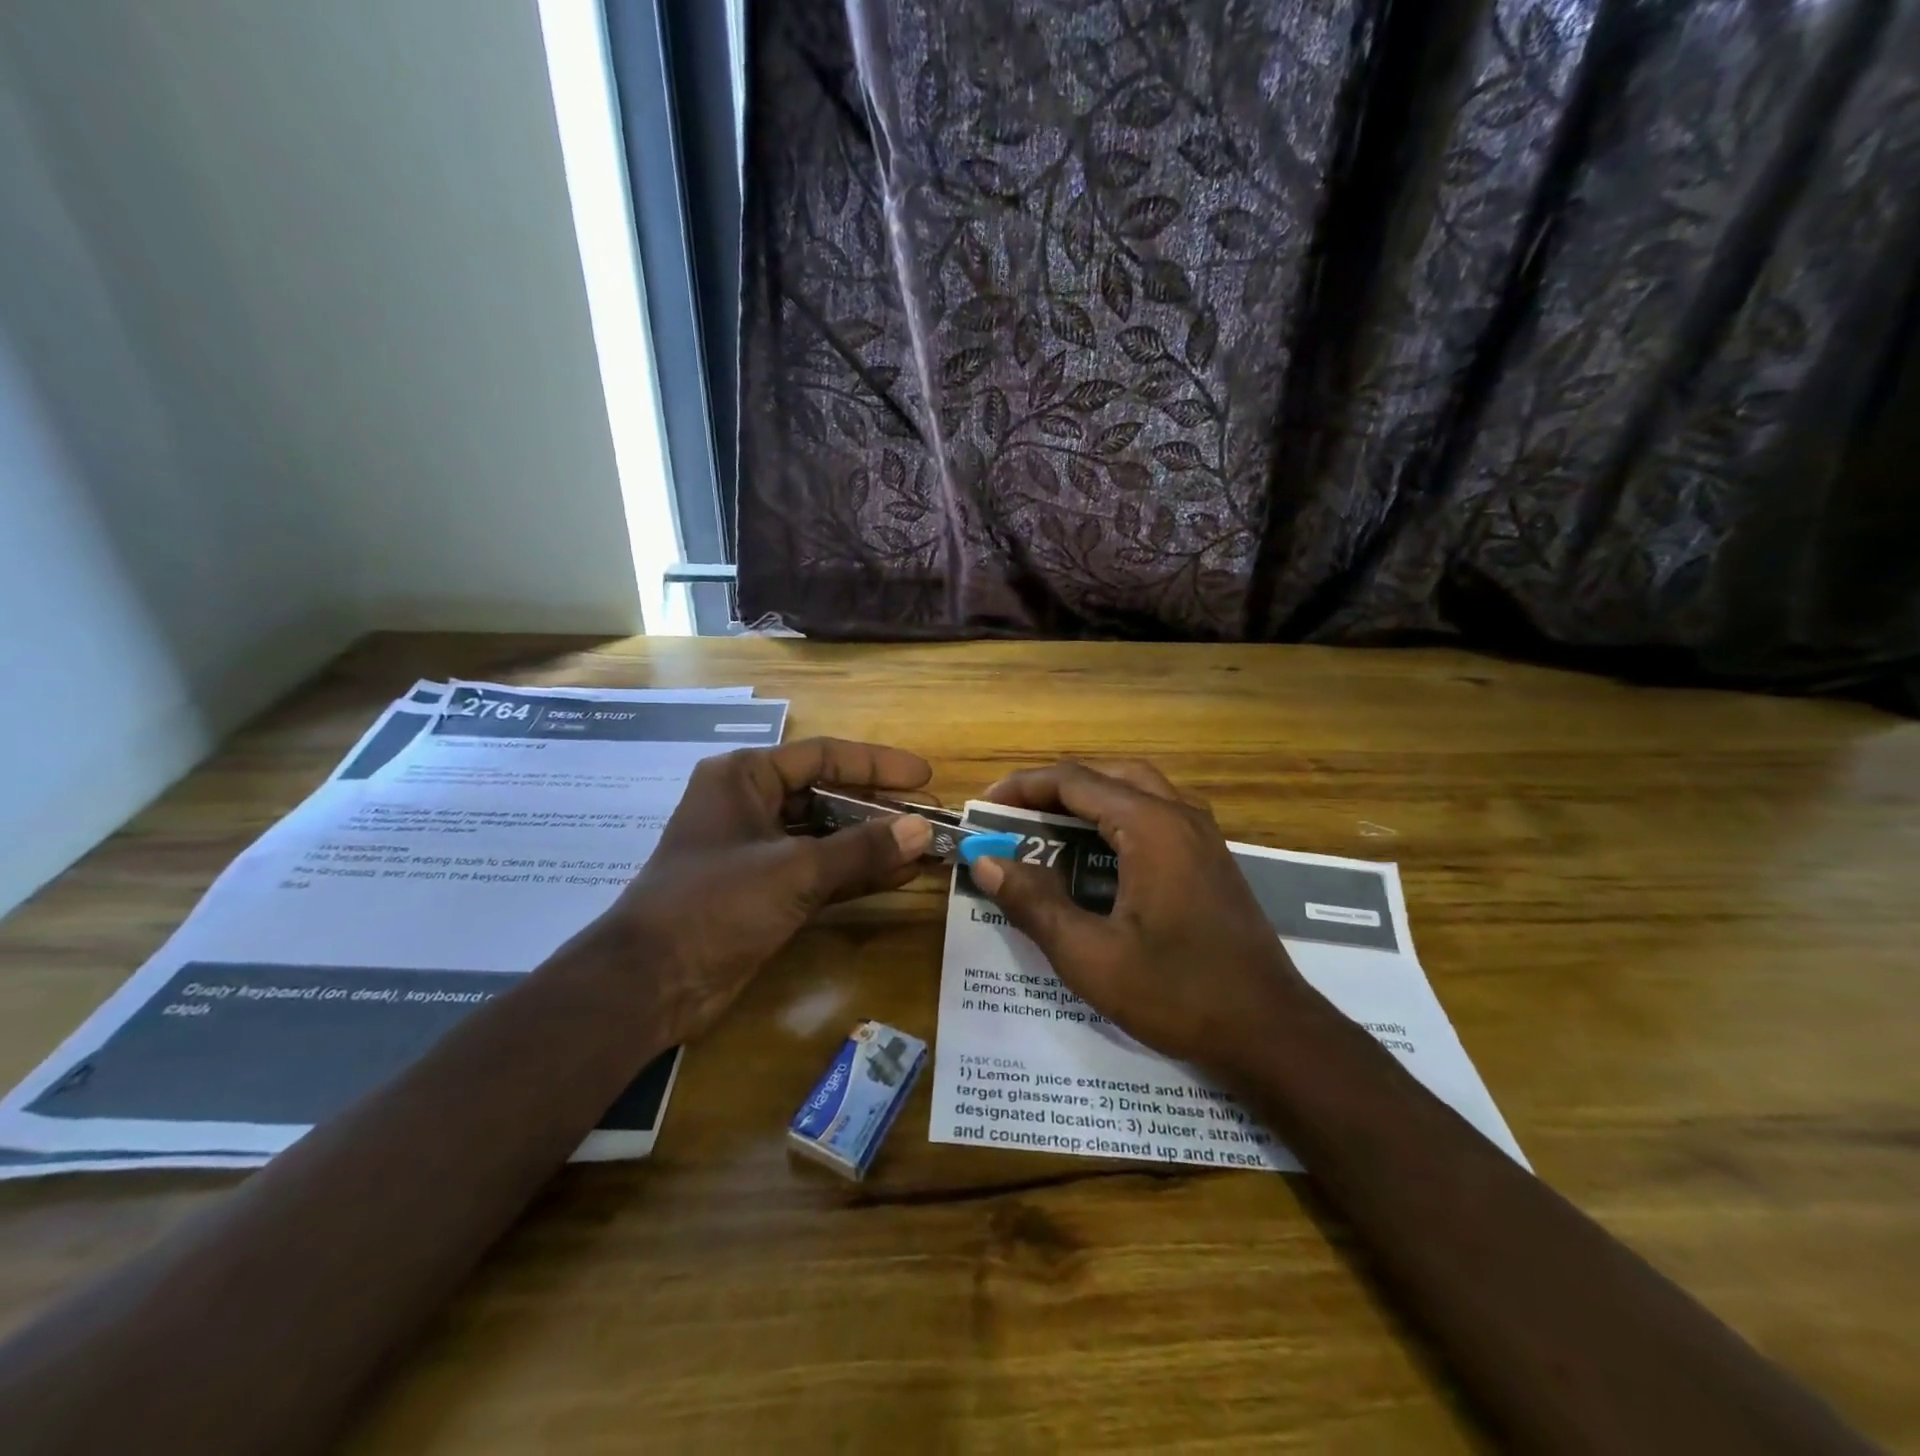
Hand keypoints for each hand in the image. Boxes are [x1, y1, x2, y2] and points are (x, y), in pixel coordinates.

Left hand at [604, 738, 933, 1043]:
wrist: (650, 983)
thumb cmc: (716, 903)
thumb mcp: (795, 870)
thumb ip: (862, 848)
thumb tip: (922, 830)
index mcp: (745, 777)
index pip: (823, 756)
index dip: (876, 764)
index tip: (922, 776)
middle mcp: (750, 804)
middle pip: (827, 795)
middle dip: (878, 809)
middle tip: (929, 817)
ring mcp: (757, 850)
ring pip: (826, 836)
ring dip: (872, 844)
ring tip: (924, 847)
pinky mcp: (764, 890)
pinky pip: (819, 871)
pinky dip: (855, 874)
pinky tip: (899, 876)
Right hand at [970, 760, 1303, 1072]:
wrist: (1271, 1032)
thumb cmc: (1178, 993)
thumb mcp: (1091, 956)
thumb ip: (1035, 904)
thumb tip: (986, 862)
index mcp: (1151, 827)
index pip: (1074, 781)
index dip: (1022, 787)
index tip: (984, 807)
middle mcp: (1179, 815)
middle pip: (1106, 775)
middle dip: (1054, 788)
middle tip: (1015, 816)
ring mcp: (1202, 835)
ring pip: (1135, 789)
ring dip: (1088, 797)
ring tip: (1048, 828)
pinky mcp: (1210, 858)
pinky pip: (1156, 813)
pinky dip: (1116, 816)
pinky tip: (1098, 856)